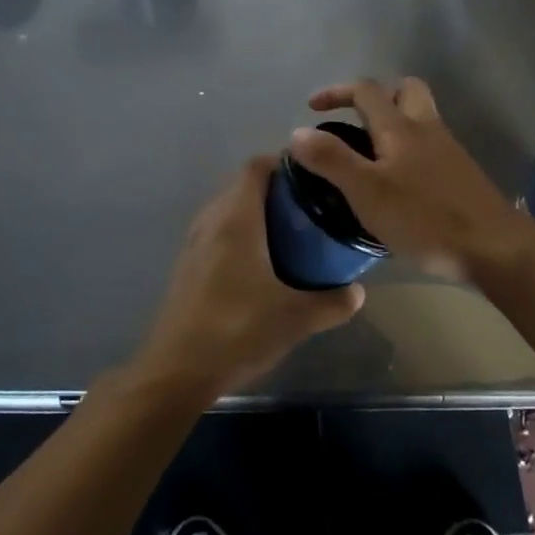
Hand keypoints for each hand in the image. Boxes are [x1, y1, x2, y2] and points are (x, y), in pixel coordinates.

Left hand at [134, 156, 363, 400]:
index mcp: (236, 219)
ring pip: (226, 210)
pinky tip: (258, 266)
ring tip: (288, 234)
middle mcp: (211, 221)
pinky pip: (216, 233)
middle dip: (273, 190)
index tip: (311, 178)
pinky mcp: (186, 267)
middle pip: (240, 185)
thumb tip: (358, 292)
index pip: (255, 166)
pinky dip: (237, 235)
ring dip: (253, 213)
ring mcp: (194, 244)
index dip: (282, 163)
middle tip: (307, 208)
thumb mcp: (296, 319)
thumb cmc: (237, 330)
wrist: (176, 371)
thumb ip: (332, 302)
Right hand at [289, 78, 531, 280]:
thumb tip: (297, 132)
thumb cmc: (425, 217)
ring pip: (420, 118)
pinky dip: (409, 151)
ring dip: (394, 123)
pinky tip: (399, 184)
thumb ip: (331, 159)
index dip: (337, 92)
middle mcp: (426, 128)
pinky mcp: (460, 174)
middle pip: (405, 90)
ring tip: (371, 156)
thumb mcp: (367, 192)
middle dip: (377, 96)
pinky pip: (429, 147)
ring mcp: (448, 150)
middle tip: (355, 121)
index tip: (313, 108)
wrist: (494, 247)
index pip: (366, 90)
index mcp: (400, 127)